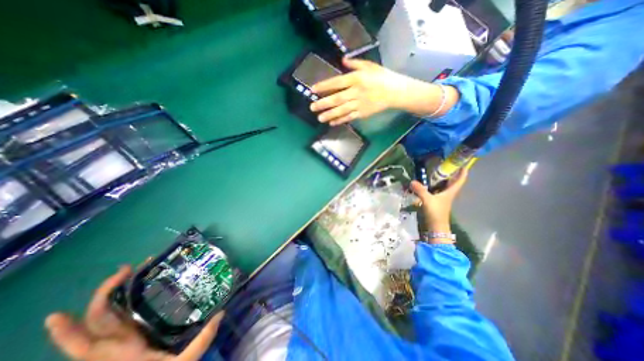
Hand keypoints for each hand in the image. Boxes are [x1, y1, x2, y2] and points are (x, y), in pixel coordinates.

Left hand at [44, 266, 223, 360]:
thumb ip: (201, 341)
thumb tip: (221, 313)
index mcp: (119, 353)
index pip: (84, 343)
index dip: (66, 331)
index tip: (55, 315)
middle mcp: (113, 345)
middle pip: (97, 318)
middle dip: (106, 291)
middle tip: (130, 268)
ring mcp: (120, 339)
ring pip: (107, 314)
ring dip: (114, 292)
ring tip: (135, 270)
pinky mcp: (130, 335)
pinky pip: (119, 316)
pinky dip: (122, 301)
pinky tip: (137, 287)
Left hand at [308, 58, 453, 124]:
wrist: (396, 92)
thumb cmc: (382, 77)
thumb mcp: (370, 65)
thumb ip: (355, 64)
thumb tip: (342, 60)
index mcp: (356, 79)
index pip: (336, 82)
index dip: (324, 86)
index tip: (312, 90)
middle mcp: (356, 92)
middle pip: (336, 99)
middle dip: (323, 103)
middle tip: (312, 108)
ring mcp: (359, 105)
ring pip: (341, 110)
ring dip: (329, 114)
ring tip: (319, 118)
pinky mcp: (363, 114)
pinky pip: (349, 117)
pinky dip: (340, 120)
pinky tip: (332, 123)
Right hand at [410, 166, 471, 235]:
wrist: (436, 227)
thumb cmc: (436, 213)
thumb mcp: (428, 200)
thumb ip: (420, 190)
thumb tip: (412, 181)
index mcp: (450, 192)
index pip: (459, 181)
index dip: (462, 173)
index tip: (464, 165)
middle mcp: (448, 194)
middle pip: (452, 182)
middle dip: (451, 174)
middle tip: (446, 165)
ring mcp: (443, 199)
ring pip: (445, 187)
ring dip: (443, 180)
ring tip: (436, 172)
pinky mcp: (437, 202)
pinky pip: (437, 191)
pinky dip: (434, 186)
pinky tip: (427, 184)